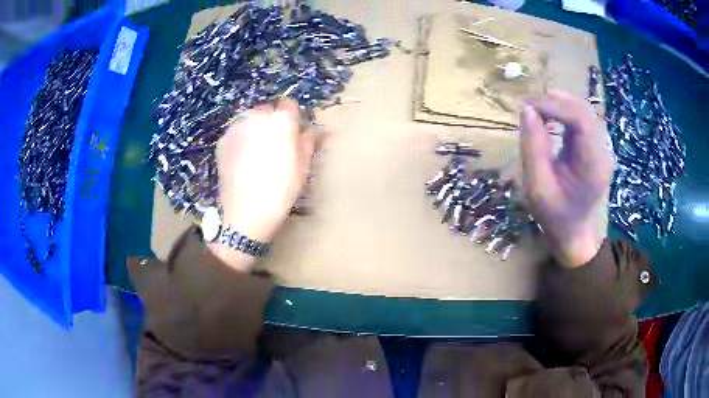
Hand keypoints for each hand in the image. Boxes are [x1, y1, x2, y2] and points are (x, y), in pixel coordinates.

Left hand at [215, 100, 320, 244]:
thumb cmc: (281, 190)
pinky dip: (241, 139)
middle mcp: (257, 116)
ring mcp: (236, 127)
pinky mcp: (222, 141)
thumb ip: (310, 141)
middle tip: (275, 147)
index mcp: (281, 120)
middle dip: (272, 122)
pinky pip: (236, 132)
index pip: (290, 105)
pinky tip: (243, 160)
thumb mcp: (303, 166)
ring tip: (257, 154)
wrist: (246, 214)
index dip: (292, 119)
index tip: (293, 135)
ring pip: (250, 120)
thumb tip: (319, 129)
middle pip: (268, 110)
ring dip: (256, 129)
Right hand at [519, 90, 613, 266]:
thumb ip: (533, 148)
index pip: (580, 120)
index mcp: (593, 165)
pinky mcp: (596, 146)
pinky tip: (549, 118)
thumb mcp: (537, 187)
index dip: (554, 106)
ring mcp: (601, 148)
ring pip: (583, 110)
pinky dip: (563, 112)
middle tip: (529, 107)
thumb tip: (527, 110)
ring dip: (559, 105)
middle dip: (555, 102)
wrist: (572, 230)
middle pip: (583, 110)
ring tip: (536, 111)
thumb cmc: (553, 215)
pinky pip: (581, 119)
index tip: (527, 107)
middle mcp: (603, 152)